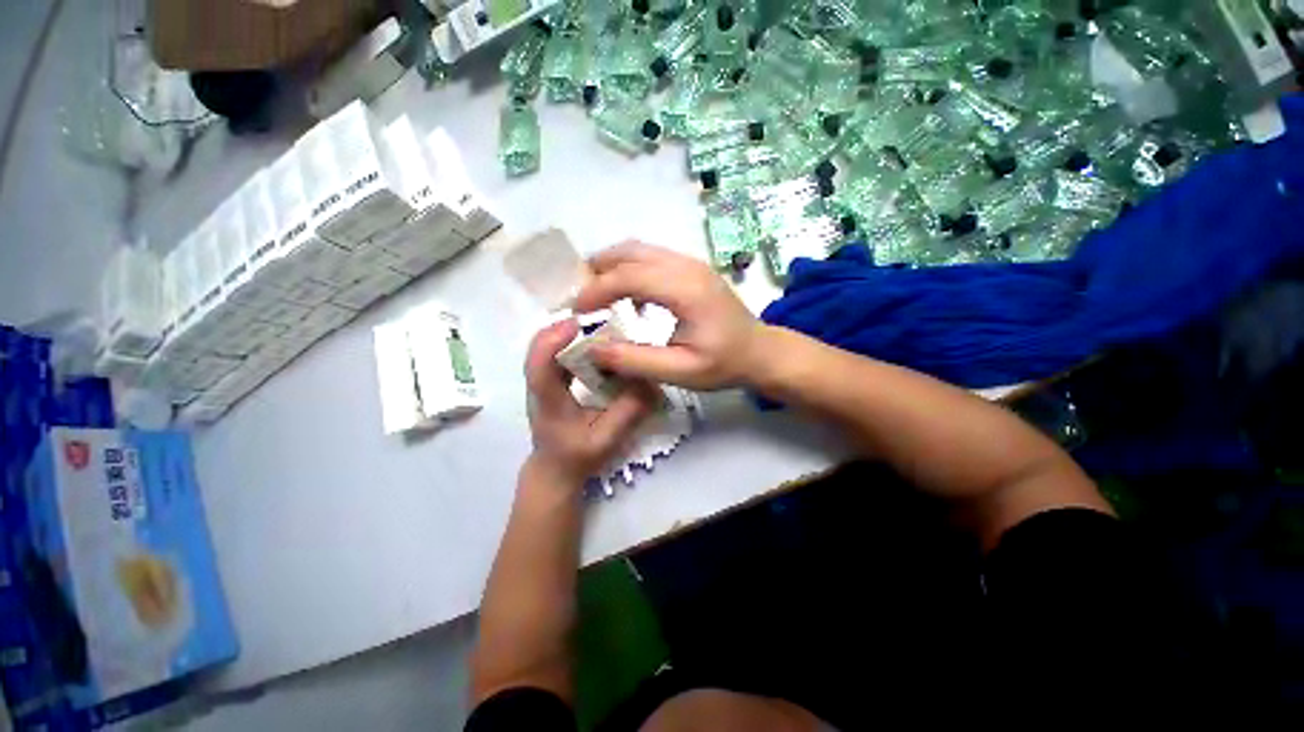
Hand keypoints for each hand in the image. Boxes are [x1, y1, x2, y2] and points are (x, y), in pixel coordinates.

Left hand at [524, 319, 656, 486]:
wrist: (554, 470)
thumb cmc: (577, 458)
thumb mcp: (607, 440)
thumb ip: (628, 412)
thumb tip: (649, 382)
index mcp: (548, 403)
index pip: (539, 366)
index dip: (553, 340)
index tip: (578, 323)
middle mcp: (538, 387)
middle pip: (538, 348)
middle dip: (564, 328)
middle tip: (596, 319)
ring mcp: (541, 383)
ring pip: (544, 348)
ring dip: (567, 333)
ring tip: (597, 328)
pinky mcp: (549, 381)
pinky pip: (554, 354)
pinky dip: (571, 344)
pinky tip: (594, 347)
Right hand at [575, 241, 769, 390]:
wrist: (761, 352)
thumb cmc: (724, 364)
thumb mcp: (681, 372)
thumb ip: (636, 361)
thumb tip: (593, 349)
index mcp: (685, 289)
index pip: (628, 276)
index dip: (596, 291)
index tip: (576, 313)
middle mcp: (686, 266)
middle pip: (630, 253)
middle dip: (598, 272)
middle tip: (581, 301)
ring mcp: (691, 263)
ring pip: (639, 250)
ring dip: (612, 268)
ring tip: (596, 297)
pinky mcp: (692, 268)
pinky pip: (651, 258)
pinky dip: (631, 271)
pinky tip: (630, 299)